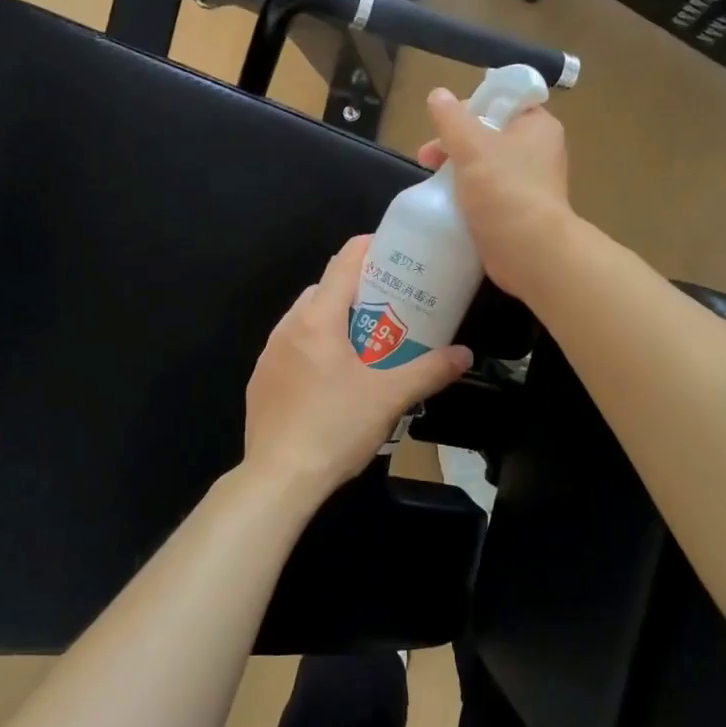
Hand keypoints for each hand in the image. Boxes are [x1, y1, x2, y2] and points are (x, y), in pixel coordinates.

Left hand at [243, 235, 471, 503]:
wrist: (278, 478)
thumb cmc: (336, 428)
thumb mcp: (391, 398)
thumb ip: (430, 371)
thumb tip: (465, 355)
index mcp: (317, 319)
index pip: (343, 263)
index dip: (369, 248)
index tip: (395, 252)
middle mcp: (288, 327)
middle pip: (324, 289)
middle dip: (357, 291)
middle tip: (390, 307)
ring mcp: (269, 353)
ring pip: (305, 318)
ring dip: (334, 320)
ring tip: (364, 344)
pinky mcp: (260, 379)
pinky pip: (291, 347)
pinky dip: (313, 347)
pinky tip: (332, 379)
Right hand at [417, 86, 572, 301]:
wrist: (529, 251)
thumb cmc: (504, 189)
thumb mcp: (472, 146)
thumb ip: (451, 119)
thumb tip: (437, 94)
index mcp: (537, 126)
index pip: (503, 101)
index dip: (471, 107)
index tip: (445, 123)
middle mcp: (537, 150)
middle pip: (488, 134)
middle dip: (454, 143)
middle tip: (427, 156)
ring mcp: (528, 182)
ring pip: (484, 165)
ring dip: (456, 170)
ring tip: (430, 183)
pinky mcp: (517, 210)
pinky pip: (486, 193)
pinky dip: (466, 195)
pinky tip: (445, 203)